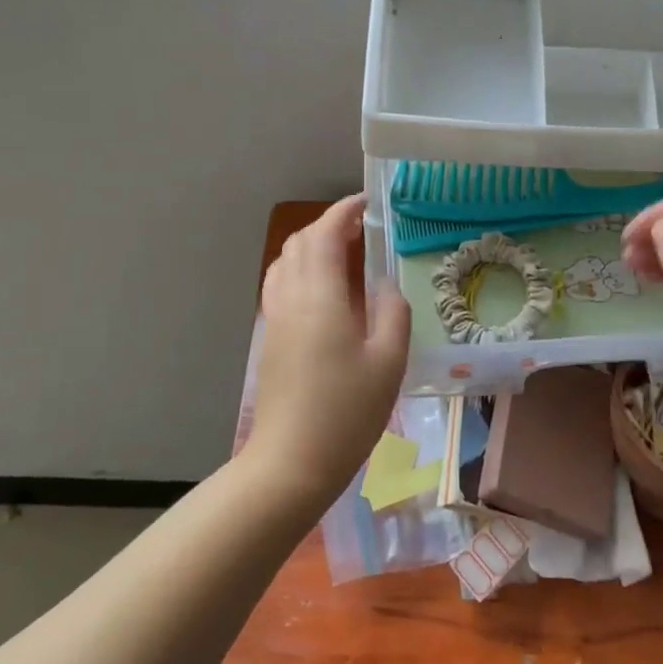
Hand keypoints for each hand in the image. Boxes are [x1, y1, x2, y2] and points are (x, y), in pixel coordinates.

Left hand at [252, 195, 410, 503]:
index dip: (345, 210)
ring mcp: (275, 318)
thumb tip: (386, 285)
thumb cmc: (346, 410)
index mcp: (319, 294)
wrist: (292, 460)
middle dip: (330, 225)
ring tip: (347, 257)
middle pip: (300, 241)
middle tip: (364, 231)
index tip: (369, 202)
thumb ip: (392, 312)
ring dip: (313, 247)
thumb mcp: (388, 361)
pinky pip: (282, 285)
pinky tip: (327, 294)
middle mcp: (290, 297)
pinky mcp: (270, 338)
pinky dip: (302, 271)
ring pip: (286, 262)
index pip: (325, 233)